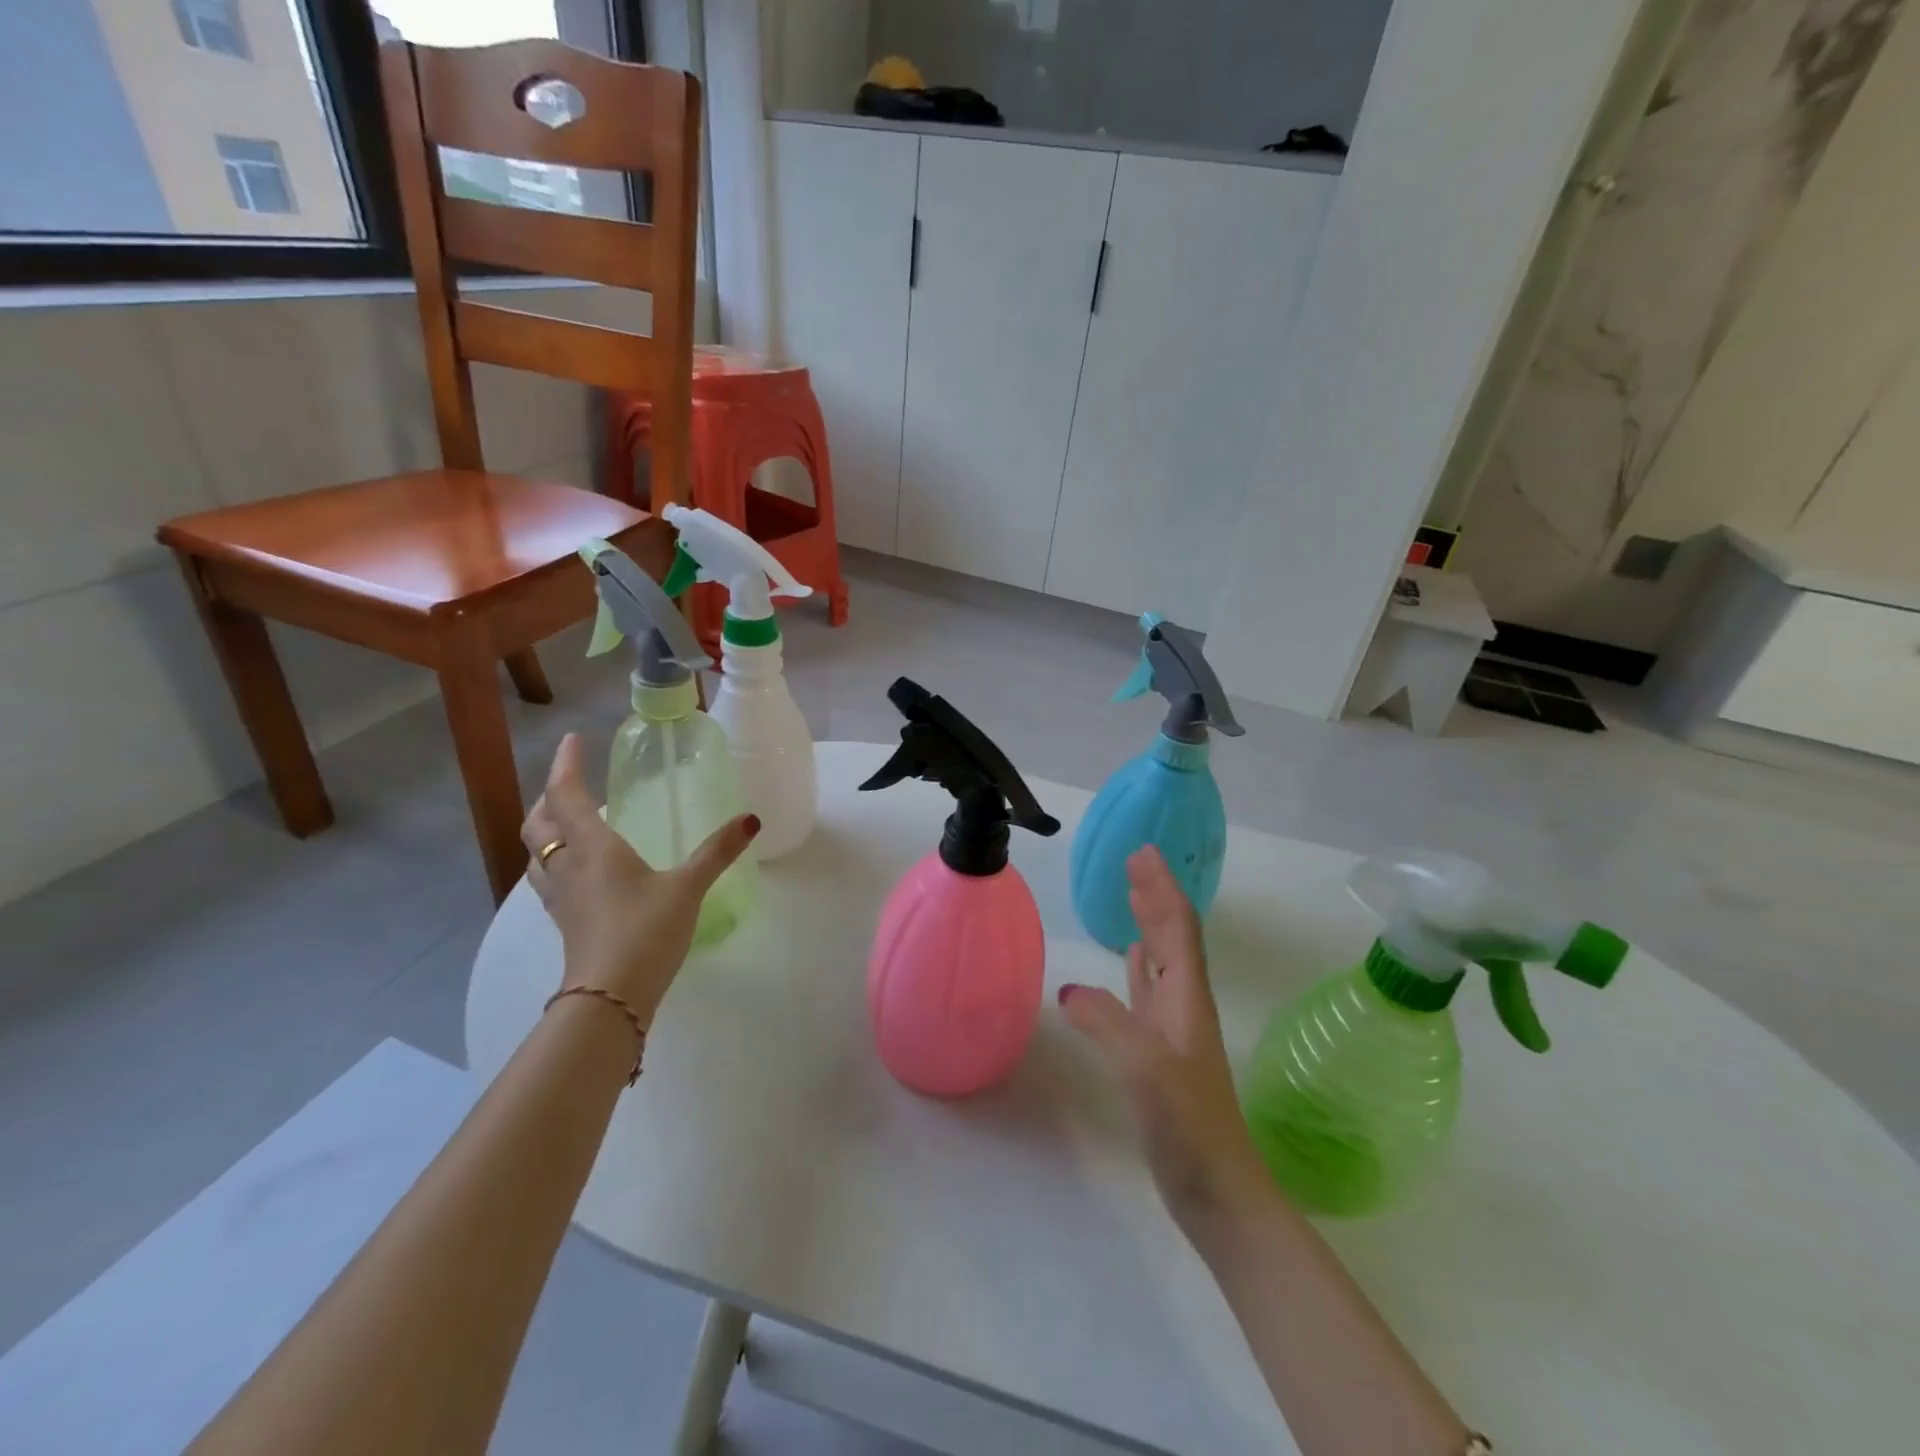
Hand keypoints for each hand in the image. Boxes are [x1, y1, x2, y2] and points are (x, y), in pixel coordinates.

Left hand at [520, 734, 758, 1024]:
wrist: (610, 995)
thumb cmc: (646, 930)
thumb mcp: (688, 887)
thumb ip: (717, 852)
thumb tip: (750, 819)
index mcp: (593, 847)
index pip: (567, 796)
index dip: (566, 765)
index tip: (571, 739)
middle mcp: (567, 866)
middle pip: (539, 823)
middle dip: (550, 797)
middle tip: (570, 782)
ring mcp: (560, 896)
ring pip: (537, 852)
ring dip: (546, 829)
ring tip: (566, 821)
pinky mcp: (564, 921)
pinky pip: (548, 877)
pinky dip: (555, 859)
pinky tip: (579, 870)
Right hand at [1060, 846, 1271, 1231]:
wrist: (1220, 1193)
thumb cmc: (1188, 1124)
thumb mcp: (1143, 1067)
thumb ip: (1105, 1022)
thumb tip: (1069, 989)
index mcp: (1186, 999)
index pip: (1176, 927)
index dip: (1162, 887)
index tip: (1144, 851)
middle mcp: (1184, 1006)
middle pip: (1171, 937)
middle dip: (1155, 896)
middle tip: (1134, 861)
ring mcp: (1174, 1031)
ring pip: (1162, 961)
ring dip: (1149, 925)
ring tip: (1133, 897)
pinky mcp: (1161, 1055)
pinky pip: (1148, 993)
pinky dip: (1139, 967)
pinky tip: (1132, 961)